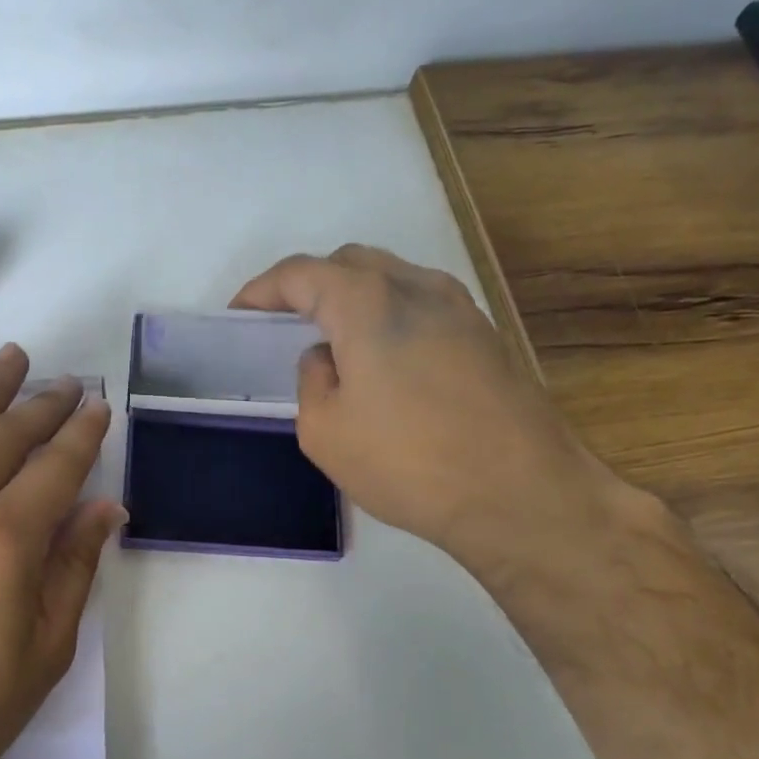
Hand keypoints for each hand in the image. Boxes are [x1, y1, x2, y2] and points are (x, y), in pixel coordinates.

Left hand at [0, 344, 122, 758]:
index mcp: (2, 541)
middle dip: (40, 404)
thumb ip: (73, 572)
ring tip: (10, 361)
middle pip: (2, 437)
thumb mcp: (42, 655)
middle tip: (64, 381)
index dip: (81, 434)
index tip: (97, 406)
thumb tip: (104, 511)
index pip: (54, 468)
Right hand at [232, 245, 645, 584]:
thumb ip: (312, 380)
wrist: (519, 494)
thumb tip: (327, 357)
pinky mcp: (486, 336)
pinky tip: (383, 361)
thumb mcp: (324, 431)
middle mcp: (417, 287)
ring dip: (353, 299)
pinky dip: (388, 317)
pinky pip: (422, 306)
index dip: (261, 290)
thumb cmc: (407, 462)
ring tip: (333, 341)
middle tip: (283, 324)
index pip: (300, 274)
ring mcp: (460, 308)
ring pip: (392, 280)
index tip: (238, 314)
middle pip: (350, 264)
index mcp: (368, 302)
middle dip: (309, 286)